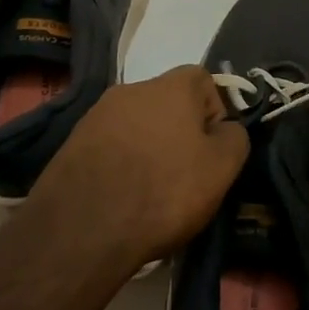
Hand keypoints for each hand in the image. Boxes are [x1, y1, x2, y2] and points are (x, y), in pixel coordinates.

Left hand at [29, 66, 247, 269]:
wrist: (81, 229)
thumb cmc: (163, 191)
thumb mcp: (222, 168)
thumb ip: (235, 138)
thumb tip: (226, 129)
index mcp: (171, 85)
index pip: (204, 81)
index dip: (214, 114)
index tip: (211, 152)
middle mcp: (133, 88)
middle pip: (168, 103)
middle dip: (179, 133)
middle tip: (182, 175)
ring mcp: (97, 114)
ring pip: (137, 125)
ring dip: (147, 148)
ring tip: (148, 192)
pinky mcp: (73, 142)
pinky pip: (110, 146)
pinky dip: (119, 164)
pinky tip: (120, 197)